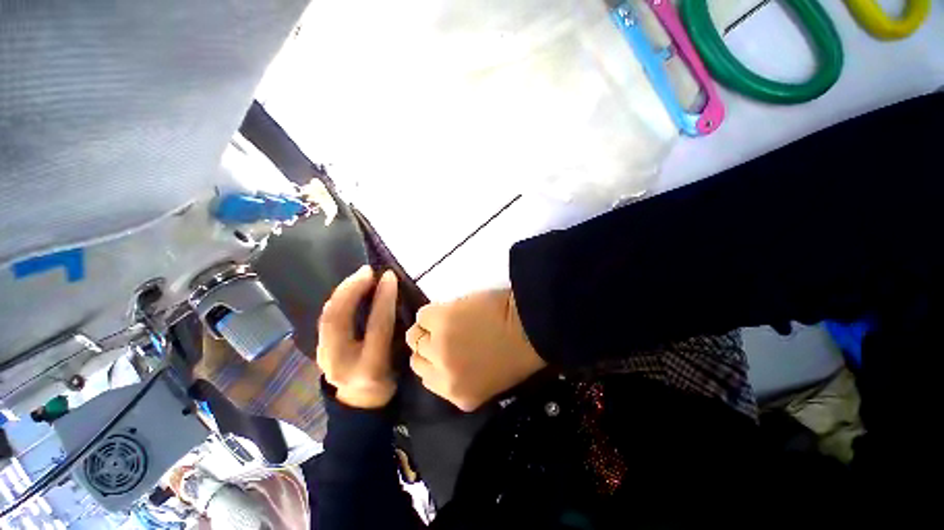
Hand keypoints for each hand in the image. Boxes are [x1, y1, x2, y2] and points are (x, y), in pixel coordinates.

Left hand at [316, 266, 398, 408]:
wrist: (359, 404)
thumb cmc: (387, 380)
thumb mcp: (399, 360)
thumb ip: (397, 331)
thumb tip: (395, 297)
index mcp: (370, 367)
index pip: (376, 325)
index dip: (384, 298)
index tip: (390, 276)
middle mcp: (341, 363)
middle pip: (339, 318)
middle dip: (352, 289)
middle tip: (367, 271)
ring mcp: (324, 357)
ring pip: (327, 316)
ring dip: (342, 291)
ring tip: (358, 275)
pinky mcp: (318, 350)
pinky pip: (326, 318)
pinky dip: (337, 300)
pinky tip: (348, 289)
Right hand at [406, 289, 545, 411]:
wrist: (533, 324)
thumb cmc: (520, 351)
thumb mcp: (491, 380)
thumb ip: (463, 377)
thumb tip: (445, 358)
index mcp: (460, 396)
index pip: (427, 379)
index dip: (433, 361)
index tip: (441, 349)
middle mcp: (444, 375)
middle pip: (418, 359)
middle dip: (428, 346)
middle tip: (444, 332)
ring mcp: (439, 346)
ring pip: (416, 335)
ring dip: (429, 327)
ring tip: (448, 319)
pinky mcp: (440, 320)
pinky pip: (423, 314)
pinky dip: (434, 311)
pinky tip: (452, 309)